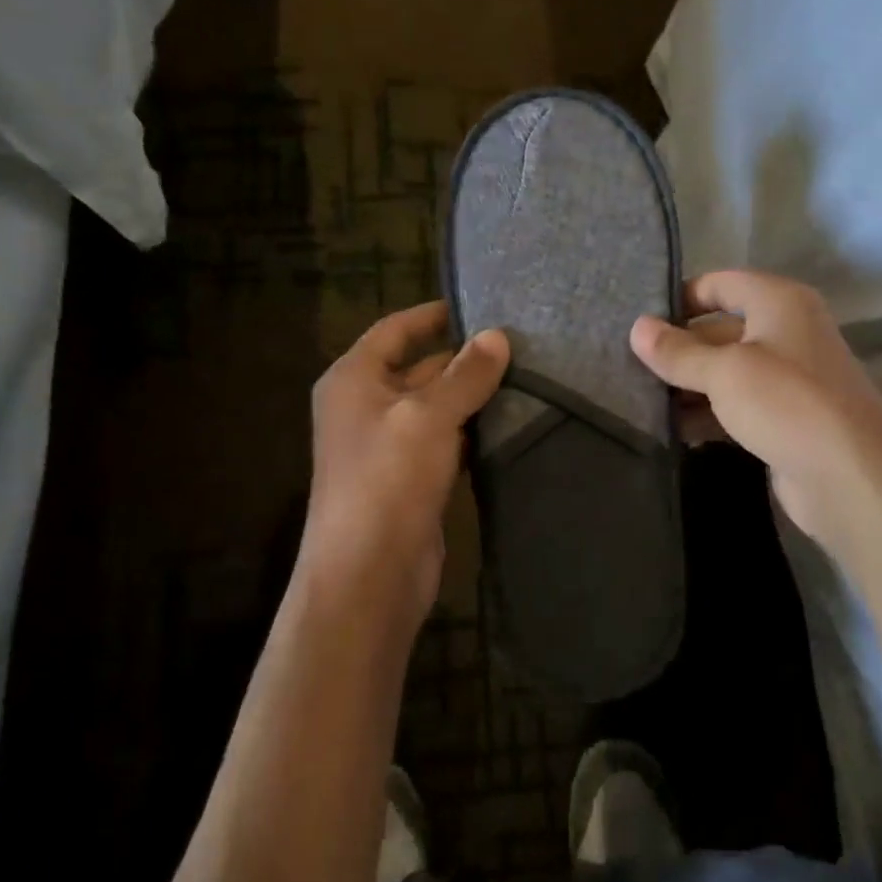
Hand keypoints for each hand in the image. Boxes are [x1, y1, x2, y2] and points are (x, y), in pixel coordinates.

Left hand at [302, 302, 508, 628]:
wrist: (369, 574)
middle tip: (520, 346)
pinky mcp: (411, 479)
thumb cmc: (388, 480)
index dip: (433, 315)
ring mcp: (388, 446)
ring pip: (436, 407)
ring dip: (472, 397)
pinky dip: (471, 432)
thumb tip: (497, 336)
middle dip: (464, 359)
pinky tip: (509, 425)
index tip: (478, 306)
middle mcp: (366, 406)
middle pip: (419, 368)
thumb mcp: (428, 416)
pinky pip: (444, 442)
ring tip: (527, 379)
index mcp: (354, 379)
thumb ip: (465, 374)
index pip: (394, 330)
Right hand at [631, 270, 881, 550]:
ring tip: (641, 400)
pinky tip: (674, 430)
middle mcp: (787, 332)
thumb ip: (678, 351)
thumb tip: (637, 328)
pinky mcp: (785, 419)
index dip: (681, 297)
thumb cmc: (786, 404)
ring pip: (726, 372)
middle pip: (720, 330)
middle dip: (679, 349)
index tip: (641, 320)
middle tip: (629, 366)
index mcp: (780, 302)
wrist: (850, 478)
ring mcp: (789, 379)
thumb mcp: (724, 372)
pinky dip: (708, 414)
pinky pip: (737, 406)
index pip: (721, 284)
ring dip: (688, 386)